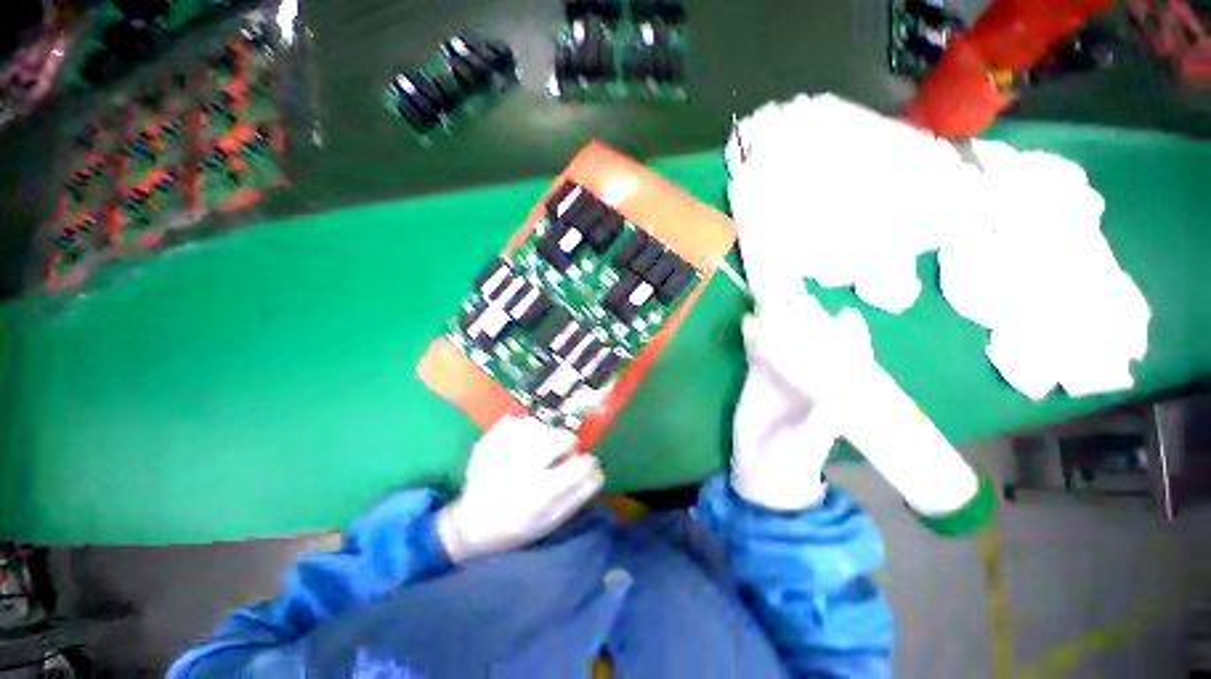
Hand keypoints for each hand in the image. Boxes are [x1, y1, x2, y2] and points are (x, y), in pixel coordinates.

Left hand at [437, 415, 604, 562]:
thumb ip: (578, 496)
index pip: (581, 465)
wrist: (471, 525)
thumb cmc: (516, 527)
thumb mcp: (551, 522)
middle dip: (567, 445)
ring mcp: (503, 450)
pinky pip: (516, 420)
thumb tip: (597, 470)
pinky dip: (523, 429)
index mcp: (540, 494)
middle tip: (558, 456)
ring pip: (541, 426)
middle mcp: (523, 468)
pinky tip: (519, 444)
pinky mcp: (488, 440)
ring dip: (545, 436)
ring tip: (536, 450)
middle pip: (564, 438)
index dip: (587, 464)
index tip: (583, 466)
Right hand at [730, 313, 848, 510]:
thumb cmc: (794, 457)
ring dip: (777, 322)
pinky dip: (752, 336)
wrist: (761, 466)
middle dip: (808, 320)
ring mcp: (780, 372)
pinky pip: (755, 350)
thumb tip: (838, 399)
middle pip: (812, 341)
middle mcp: (809, 375)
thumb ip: (822, 422)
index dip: (851, 336)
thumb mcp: (810, 442)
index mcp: (832, 388)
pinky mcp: (756, 374)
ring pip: (782, 340)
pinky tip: (747, 322)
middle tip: (800, 299)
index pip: (848, 357)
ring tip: (771, 302)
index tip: (847, 316)